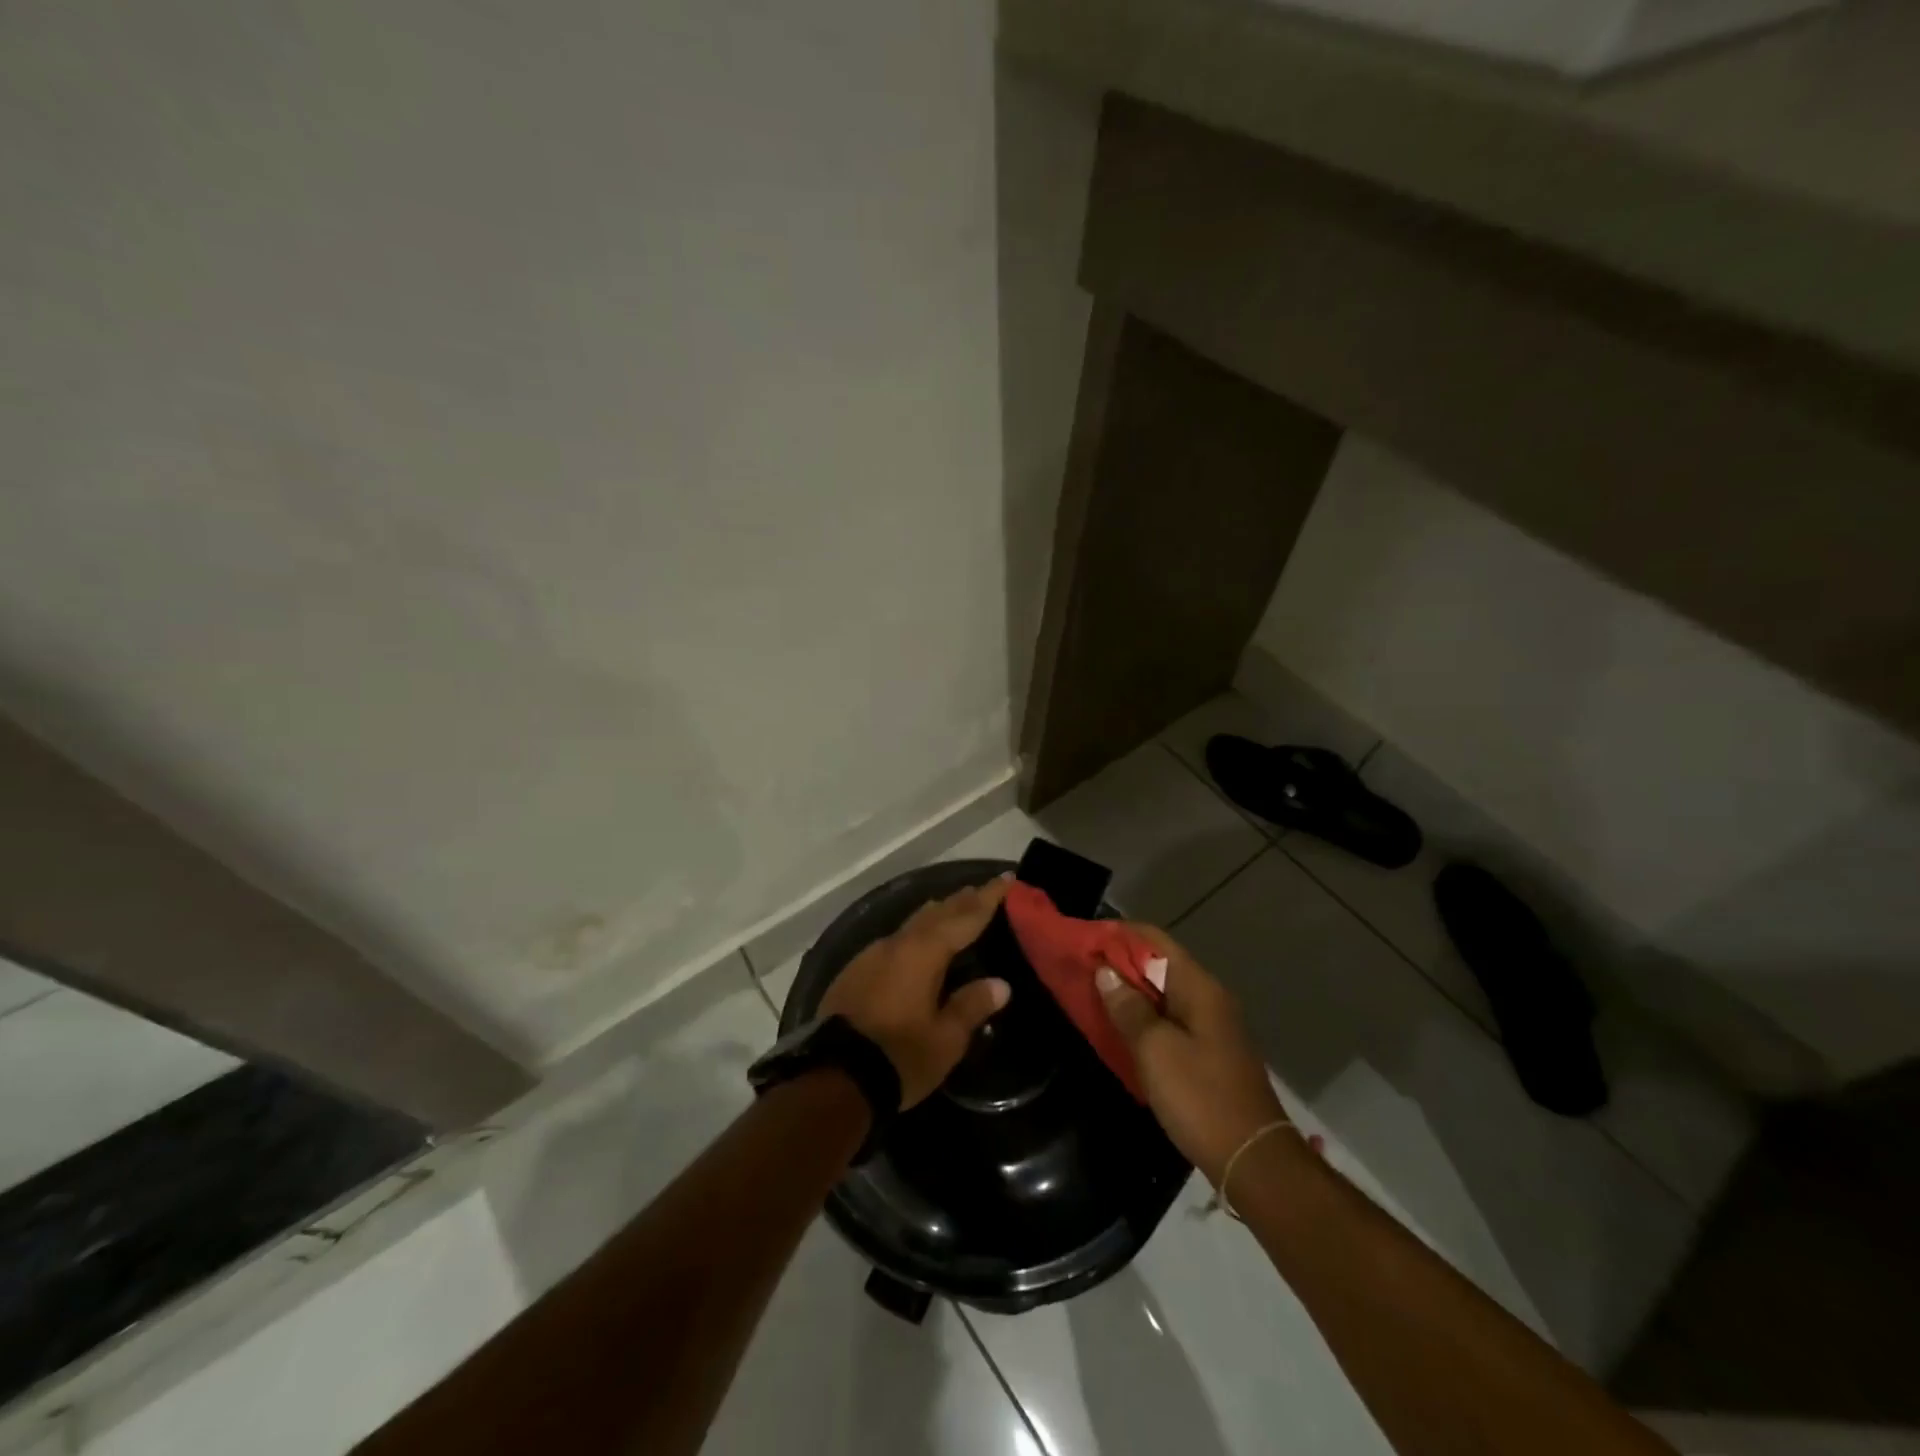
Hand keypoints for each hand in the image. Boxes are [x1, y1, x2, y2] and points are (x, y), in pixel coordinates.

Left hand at [820, 876, 1011, 1108]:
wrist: (835, 1078)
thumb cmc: (899, 1057)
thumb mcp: (946, 1039)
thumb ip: (972, 1005)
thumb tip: (1000, 984)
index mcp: (924, 952)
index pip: (965, 916)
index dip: (988, 897)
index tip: (1006, 878)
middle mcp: (896, 944)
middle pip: (935, 913)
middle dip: (961, 901)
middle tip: (981, 891)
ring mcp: (870, 956)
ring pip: (911, 925)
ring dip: (935, 916)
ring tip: (952, 911)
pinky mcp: (853, 972)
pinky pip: (893, 943)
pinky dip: (914, 937)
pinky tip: (916, 947)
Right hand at [1095, 925, 1298, 1184]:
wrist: (1253, 1160)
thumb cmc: (1200, 1097)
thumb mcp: (1155, 1050)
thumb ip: (1128, 1007)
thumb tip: (1105, 971)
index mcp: (1199, 987)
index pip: (1155, 940)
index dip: (1119, 935)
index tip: (1083, 940)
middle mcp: (1208, 998)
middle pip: (1159, 964)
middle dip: (1120, 964)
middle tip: (1080, 969)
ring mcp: (1212, 1026)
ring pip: (1163, 994)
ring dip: (1129, 992)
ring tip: (1092, 995)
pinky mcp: (1209, 1052)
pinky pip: (1169, 1020)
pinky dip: (1143, 1017)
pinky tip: (1120, 1029)